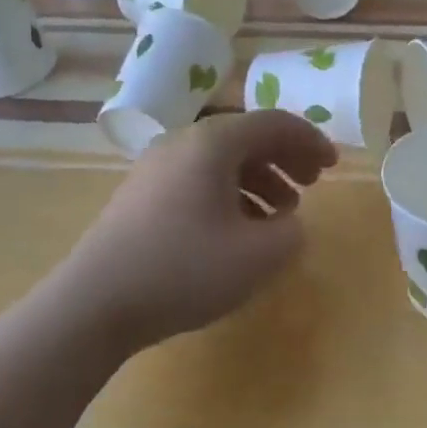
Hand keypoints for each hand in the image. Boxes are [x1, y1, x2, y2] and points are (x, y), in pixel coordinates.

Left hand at [57, 111, 336, 351]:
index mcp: (214, 142)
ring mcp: (157, 167)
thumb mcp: (256, 257)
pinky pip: (199, 180)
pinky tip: (239, 230)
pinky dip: (230, 194)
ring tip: (282, 214)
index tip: (334, 165)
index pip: (274, 123)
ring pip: (223, 160)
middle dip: (286, 157)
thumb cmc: (182, 270)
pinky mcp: (142, 195)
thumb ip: (291, 234)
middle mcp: (185, 142)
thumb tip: (290, 223)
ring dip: (260, 179)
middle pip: (248, 137)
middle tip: (313, 183)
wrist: (92, 304)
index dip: (310, 140)